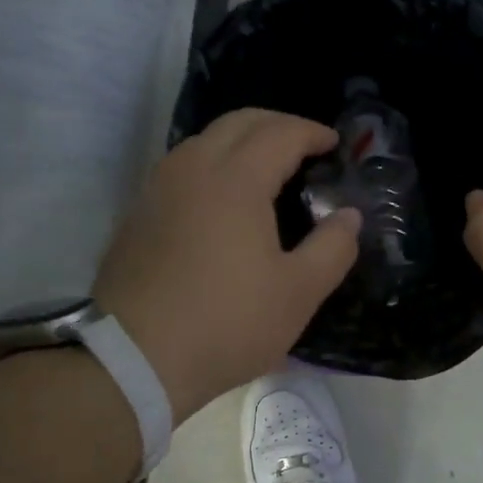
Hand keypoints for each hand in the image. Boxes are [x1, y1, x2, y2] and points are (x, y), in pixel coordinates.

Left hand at [93, 110, 360, 421]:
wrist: (134, 359)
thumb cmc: (227, 323)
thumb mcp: (299, 293)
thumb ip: (333, 247)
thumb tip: (348, 216)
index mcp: (235, 180)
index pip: (280, 133)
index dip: (312, 132)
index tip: (334, 144)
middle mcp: (192, 169)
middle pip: (238, 122)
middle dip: (277, 125)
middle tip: (305, 146)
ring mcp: (158, 189)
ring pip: (204, 141)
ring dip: (241, 141)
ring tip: (267, 169)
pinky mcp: (138, 214)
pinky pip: (183, 168)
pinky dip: (213, 164)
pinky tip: (224, 199)